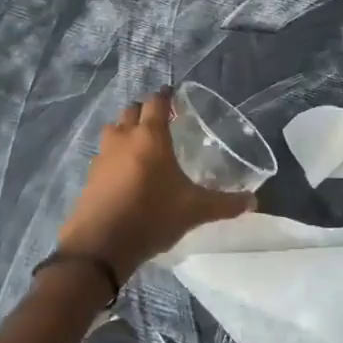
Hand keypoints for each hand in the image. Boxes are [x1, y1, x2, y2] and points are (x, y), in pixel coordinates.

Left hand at [58, 89, 253, 279]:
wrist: (100, 246)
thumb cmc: (151, 216)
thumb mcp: (194, 210)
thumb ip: (224, 204)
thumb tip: (253, 201)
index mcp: (150, 135)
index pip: (156, 101)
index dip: (166, 96)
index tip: (175, 98)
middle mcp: (124, 137)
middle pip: (132, 110)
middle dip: (145, 110)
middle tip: (161, 121)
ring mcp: (103, 155)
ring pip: (114, 129)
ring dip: (126, 129)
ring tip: (141, 144)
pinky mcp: (90, 175)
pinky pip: (104, 154)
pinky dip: (114, 154)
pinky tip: (124, 172)